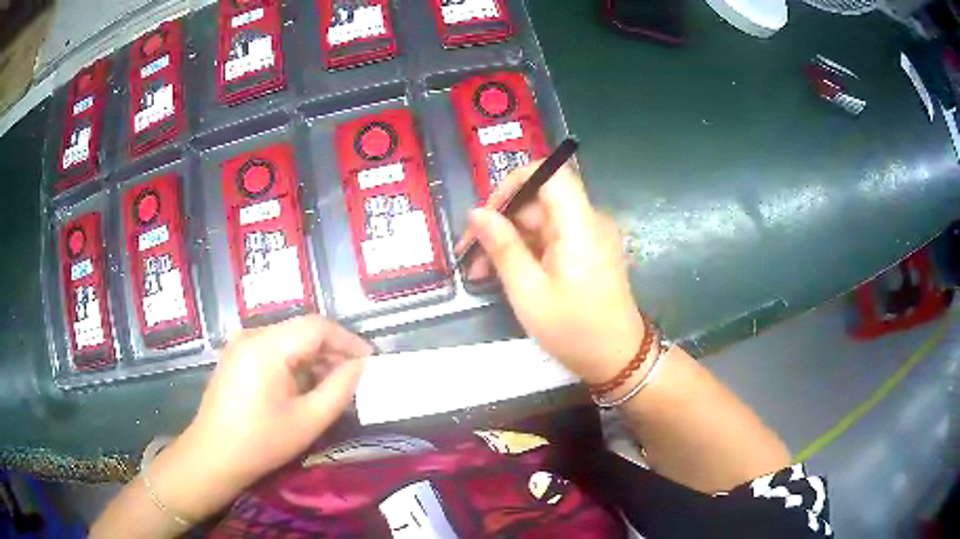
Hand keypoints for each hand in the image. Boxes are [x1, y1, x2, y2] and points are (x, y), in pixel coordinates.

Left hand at [151, 315, 372, 519]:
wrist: (213, 456)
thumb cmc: (261, 442)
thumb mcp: (308, 420)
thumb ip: (339, 389)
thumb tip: (360, 367)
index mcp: (267, 346)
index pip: (316, 326)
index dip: (348, 340)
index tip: (370, 360)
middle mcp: (251, 334)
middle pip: (301, 330)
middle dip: (332, 350)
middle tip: (355, 376)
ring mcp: (240, 343)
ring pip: (288, 339)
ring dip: (314, 357)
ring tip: (333, 384)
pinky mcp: (236, 355)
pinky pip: (273, 349)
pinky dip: (294, 363)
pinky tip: (304, 385)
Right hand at [457, 163, 644, 384]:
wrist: (617, 359)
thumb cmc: (573, 330)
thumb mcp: (528, 292)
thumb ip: (502, 247)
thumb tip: (476, 213)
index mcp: (580, 225)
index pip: (549, 173)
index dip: (514, 183)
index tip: (487, 212)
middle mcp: (588, 221)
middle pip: (539, 200)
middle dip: (501, 221)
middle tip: (469, 254)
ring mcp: (589, 236)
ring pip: (541, 221)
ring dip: (509, 240)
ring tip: (479, 272)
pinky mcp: (586, 251)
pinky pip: (551, 238)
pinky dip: (526, 251)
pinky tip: (503, 274)